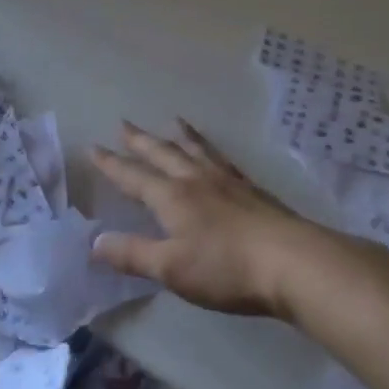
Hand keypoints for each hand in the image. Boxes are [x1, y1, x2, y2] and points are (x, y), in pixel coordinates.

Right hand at [91, 119, 358, 317]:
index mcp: (171, 197)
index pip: (133, 176)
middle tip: (124, 123)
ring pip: (197, 151)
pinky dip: (212, 150)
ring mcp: (229, 183)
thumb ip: (131, 253)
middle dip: (140, 141)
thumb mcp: (170, 268)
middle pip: (163, 153)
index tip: (93, 147)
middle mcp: (196, 181)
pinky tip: (216, 156)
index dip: (111, 164)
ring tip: (173, 121)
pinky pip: (224, 160)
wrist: (295, 263)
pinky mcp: (255, 192)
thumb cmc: (225, 267)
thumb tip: (94, 241)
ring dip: (180, 136)